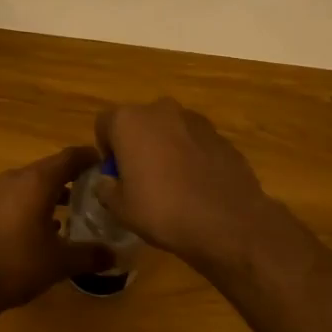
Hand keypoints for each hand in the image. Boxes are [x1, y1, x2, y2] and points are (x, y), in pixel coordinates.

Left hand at [0, 146, 112, 324]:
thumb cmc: (15, 264)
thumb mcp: (59, 262)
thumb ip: (89, 255)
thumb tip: (114, 255)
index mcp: (37, 181)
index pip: (69, 157)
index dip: (89, 157)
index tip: (106, 163)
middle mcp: (16, 179)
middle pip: (50, 169)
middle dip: (73, 177)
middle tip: (96, 190)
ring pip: (31, 185)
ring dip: (52, 194)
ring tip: (74, 211)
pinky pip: (15, 199)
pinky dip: (33, 206)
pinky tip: (43, 230)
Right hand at [94, 99, 287, 273]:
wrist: (227, 221)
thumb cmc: (163, 210)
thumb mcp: (120, 209)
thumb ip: (106, 189)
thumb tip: (107, 181)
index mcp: (130, 121)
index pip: (104, 124)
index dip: (107, 150)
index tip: (116, 175)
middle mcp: (161, 110)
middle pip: (139, 123)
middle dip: (137, 144)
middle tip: (142, 178)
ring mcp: (195, 119)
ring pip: (169, 129)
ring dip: (165, 147)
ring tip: (172, 183)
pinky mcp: (220, 135)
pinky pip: (194, 141)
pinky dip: (191, 156)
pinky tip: (197, 185)